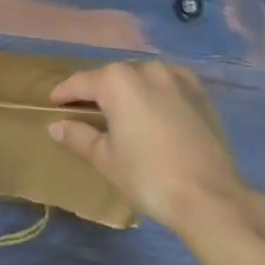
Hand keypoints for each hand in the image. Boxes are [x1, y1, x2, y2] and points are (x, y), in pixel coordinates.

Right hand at [48, 60, 246, 233]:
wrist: (210, 196)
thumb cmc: (149, 177)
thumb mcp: (106, 160)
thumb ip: (79, 136)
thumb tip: (56, 125)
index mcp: (117, 81)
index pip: (82, 82)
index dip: (65, 92)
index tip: (54, 102)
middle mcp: (145, 68)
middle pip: (113, 77)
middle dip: (99, 92)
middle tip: (87, 111)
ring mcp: (176, 77)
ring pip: (142, 77)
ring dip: (130, 90)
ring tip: (123, 111)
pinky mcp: (200, 91)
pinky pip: (170, 83)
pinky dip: (158, 91)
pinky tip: (157, 106)